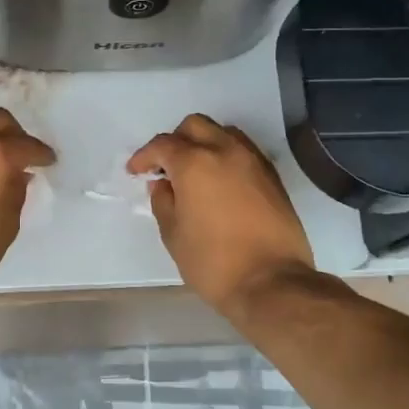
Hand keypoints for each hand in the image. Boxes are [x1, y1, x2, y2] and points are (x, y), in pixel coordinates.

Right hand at [128, 114, 314, 315]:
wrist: (272, 282)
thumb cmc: (214, 262)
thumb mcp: (174, 235)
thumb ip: (163, 202)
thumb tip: (163, 185)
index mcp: (195, 163)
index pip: (163, 145)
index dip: (144, 157)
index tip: (136, 172)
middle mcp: (225, 151)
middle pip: (195, 126)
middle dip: (175, 141)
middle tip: (165, 168)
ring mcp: (253, 161)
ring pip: (223, 133)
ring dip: (204, 143)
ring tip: (195, 172)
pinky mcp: (272, 176)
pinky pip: (244, 151)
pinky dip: (226, 156)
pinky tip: (220, 183)